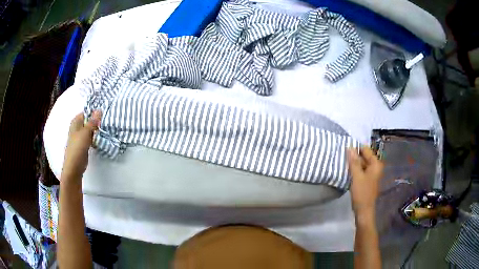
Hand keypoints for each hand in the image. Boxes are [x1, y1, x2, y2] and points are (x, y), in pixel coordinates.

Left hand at [61, 110, 101, 181]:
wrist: (74, 166)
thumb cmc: (78, 147)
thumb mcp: (86, 132)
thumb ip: (93, 122)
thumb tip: (100, 110)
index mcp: (76, 121)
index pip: (87, 112)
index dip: (95, 112)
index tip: (105, 113)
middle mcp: (77, 127)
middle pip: (89, 121)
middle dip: (97, 121)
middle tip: (108, 121)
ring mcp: (80, 136)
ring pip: (91, 129)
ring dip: (97, 130)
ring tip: (106, 129)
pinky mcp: (84, 144)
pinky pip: (91, 137)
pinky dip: (95, 137)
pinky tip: (101, 138)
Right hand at [347, 146, 383, 219]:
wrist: (363, 211)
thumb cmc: (362, 193)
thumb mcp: (357, 176)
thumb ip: (353, 161)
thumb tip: (349, 147)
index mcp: (376, 164)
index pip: (366, 150)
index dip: (356, 148)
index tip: (345, 148)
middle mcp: (375, 167)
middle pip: (364, 156)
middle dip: (354, 156)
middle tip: (342, 155)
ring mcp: (371, 174)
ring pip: (361, 164)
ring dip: (353, 163)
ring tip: (343, 162)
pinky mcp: (367, 180)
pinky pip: (361, 170)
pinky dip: (355, 170)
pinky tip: (347, 171)